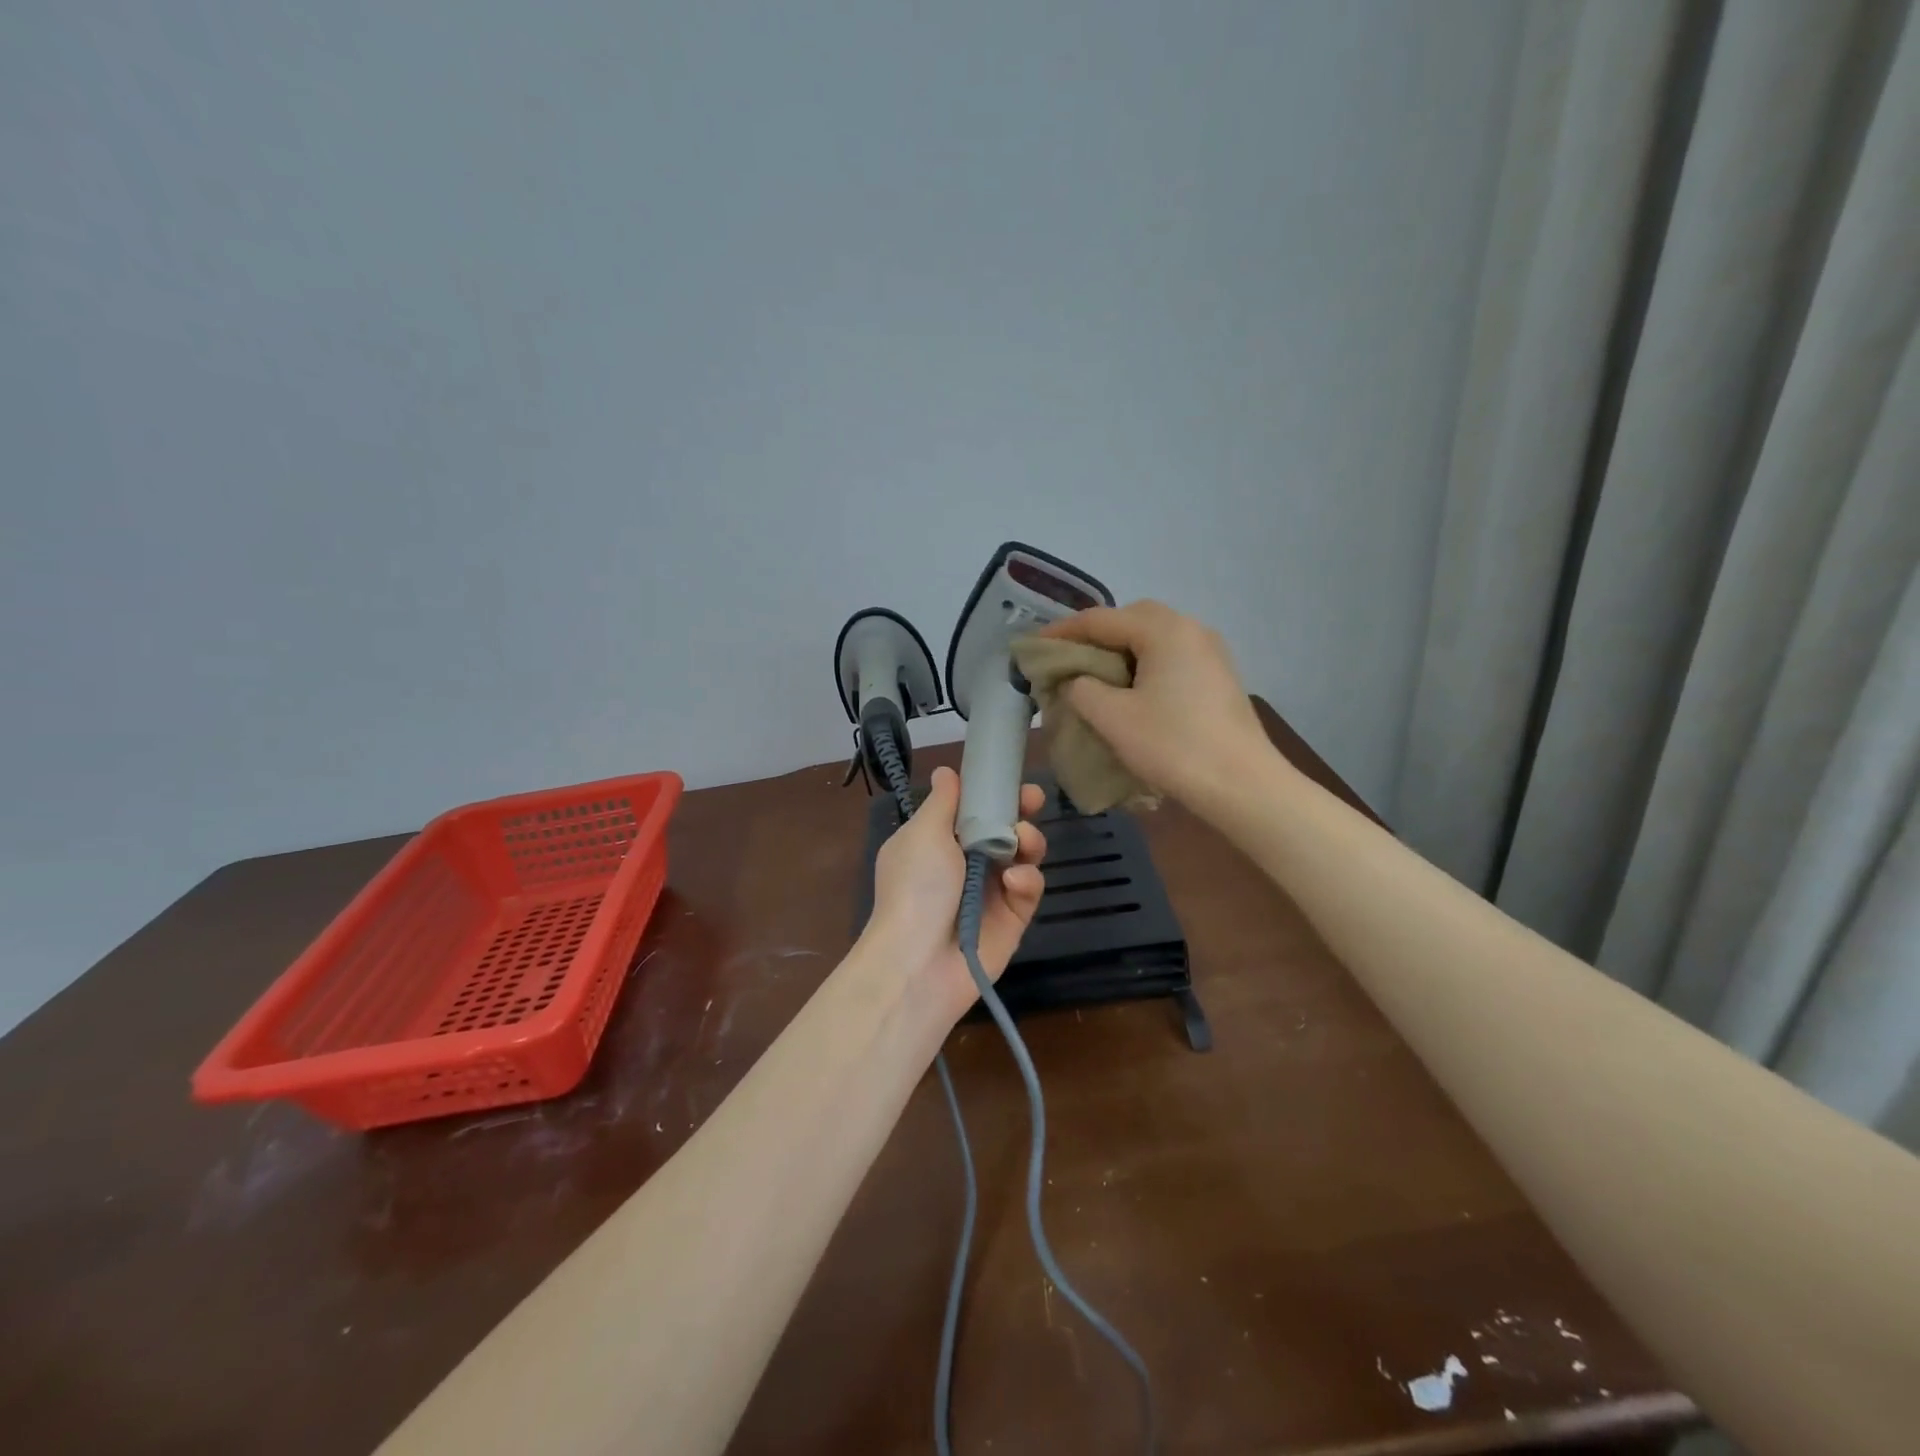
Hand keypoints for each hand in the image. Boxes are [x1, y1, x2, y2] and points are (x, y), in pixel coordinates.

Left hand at [864, 766, 1047, 1022]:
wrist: (918, 962)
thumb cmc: (915, 887)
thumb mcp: (923, 834)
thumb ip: (943, 802)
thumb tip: (946, 772)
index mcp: (938, 842)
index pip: (972, 810)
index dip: (993, 793)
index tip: (1011, 779)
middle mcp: (965, 864)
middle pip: (1003, 830)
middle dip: (1021, 812)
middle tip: (1033, 800)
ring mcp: (991, 892)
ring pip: (1022, 857)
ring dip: (1028, 842)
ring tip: (1023, 840)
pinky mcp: (1012, 920)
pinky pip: (1029, 890)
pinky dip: (1026, 881)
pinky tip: (1013, 882)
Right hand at [1040, 600, 1273, 813]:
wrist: (1243, 786)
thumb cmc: (1174, 746)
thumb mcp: (1113, 718)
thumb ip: (1082, 689)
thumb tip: (1075, 680)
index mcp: (1164, 630)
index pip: (1101, 619)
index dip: (1062, 632)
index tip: (1033, 648)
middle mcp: (1191, 629)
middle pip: (1132, 618)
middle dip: (1096, 634)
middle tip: (1068, 659)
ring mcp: (1211, 653)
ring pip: (1155, 637)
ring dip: (1122, 650)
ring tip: (1095, 676)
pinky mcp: (1219, 677)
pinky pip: (1172, 656)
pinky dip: (1145, 664)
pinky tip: (1132, 691)